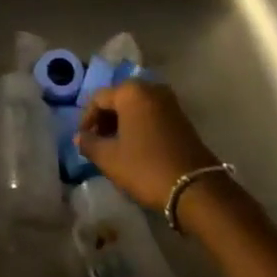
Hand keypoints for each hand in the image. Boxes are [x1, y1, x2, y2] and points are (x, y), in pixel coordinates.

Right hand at [75, 81, 219, 210]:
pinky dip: (139, 126)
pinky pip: (151, 114)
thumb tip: (80, 137)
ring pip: (136, 107)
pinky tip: (135, 147)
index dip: (86, 119)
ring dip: (122, 123)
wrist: (195, 188)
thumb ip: (90, 144)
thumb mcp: (110, 159)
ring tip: (114, 147)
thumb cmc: (146, 167)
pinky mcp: (181, 117)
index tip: (83, 140)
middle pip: (118, 98)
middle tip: (97, 142)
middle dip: (105, 119)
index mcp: (131, 92)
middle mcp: (151, 88)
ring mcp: (169, 102)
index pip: (98, 98)